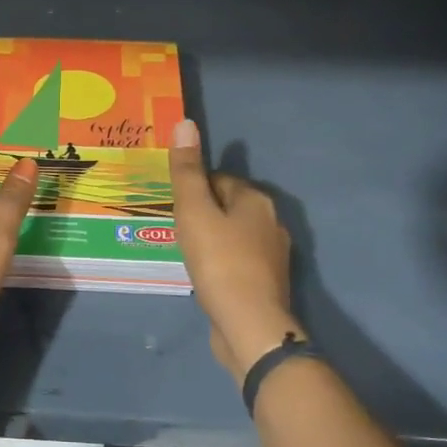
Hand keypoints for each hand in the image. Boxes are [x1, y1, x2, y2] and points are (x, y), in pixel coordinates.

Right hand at [169, 119, 303, 380]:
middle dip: (203, 214)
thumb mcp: (194, 211)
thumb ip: (187, 171)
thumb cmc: (219, 262)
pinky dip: (221, 263)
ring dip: (212, 239)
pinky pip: (238, 260)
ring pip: (234, 234)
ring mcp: (273, 254)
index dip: (193, 189)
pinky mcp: (267, 282)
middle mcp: (271, 221)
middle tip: (174, 231)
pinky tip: (205, 276)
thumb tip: (185, 122)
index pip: (218, 179)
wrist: (250, 325)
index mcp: (256, 199)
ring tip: (186, 254)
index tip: (173, 208)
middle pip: (228, 206)